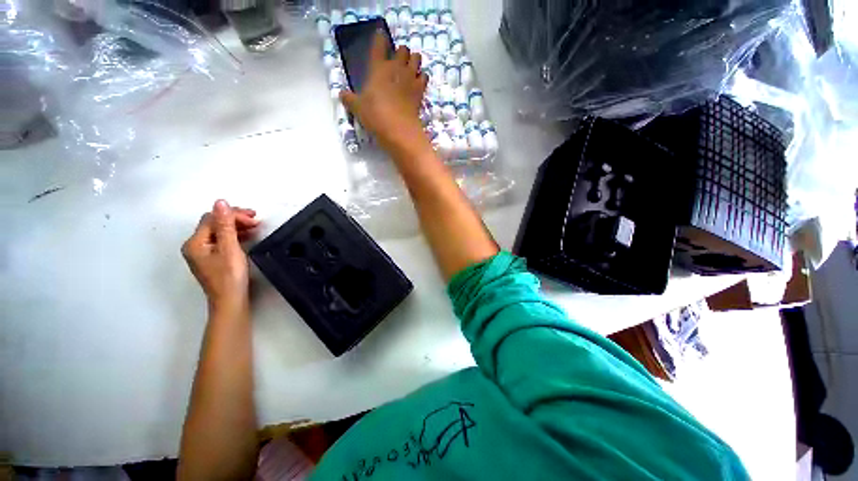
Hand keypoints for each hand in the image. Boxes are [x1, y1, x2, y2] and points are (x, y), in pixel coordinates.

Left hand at [182, 200, 259, 312]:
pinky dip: (234, 236)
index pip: (212, 219)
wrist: (230, 301)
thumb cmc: (230, 276)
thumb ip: (225, 225)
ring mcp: (202, 253)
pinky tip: (246, 236)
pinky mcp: (212, 259)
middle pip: (214, 224)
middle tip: (256, 221)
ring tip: (255, 227)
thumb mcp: (229, 248)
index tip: (254, 217)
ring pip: (218, 231)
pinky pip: (221, 240)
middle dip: (234, 219)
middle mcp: (195, 246)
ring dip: (236, 227)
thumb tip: (220, 202)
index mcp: (195, 242)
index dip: (232, 214)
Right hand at [340, 32, 428, 152]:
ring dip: (413, 60)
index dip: (380, 38)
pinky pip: (425, 76)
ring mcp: (410, 78)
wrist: (398, 129)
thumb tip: (342, 94)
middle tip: (397, 61)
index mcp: (378, 68)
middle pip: (402, 49)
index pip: (379, 45)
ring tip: (409, 68)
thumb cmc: (375, 115)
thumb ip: (349, 99)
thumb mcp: (357, 108)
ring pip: (416, 58)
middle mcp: (396, 68)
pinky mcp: (420, 90)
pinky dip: (422, 77)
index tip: (380, 35)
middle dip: (400, 52)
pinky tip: (418, 82)